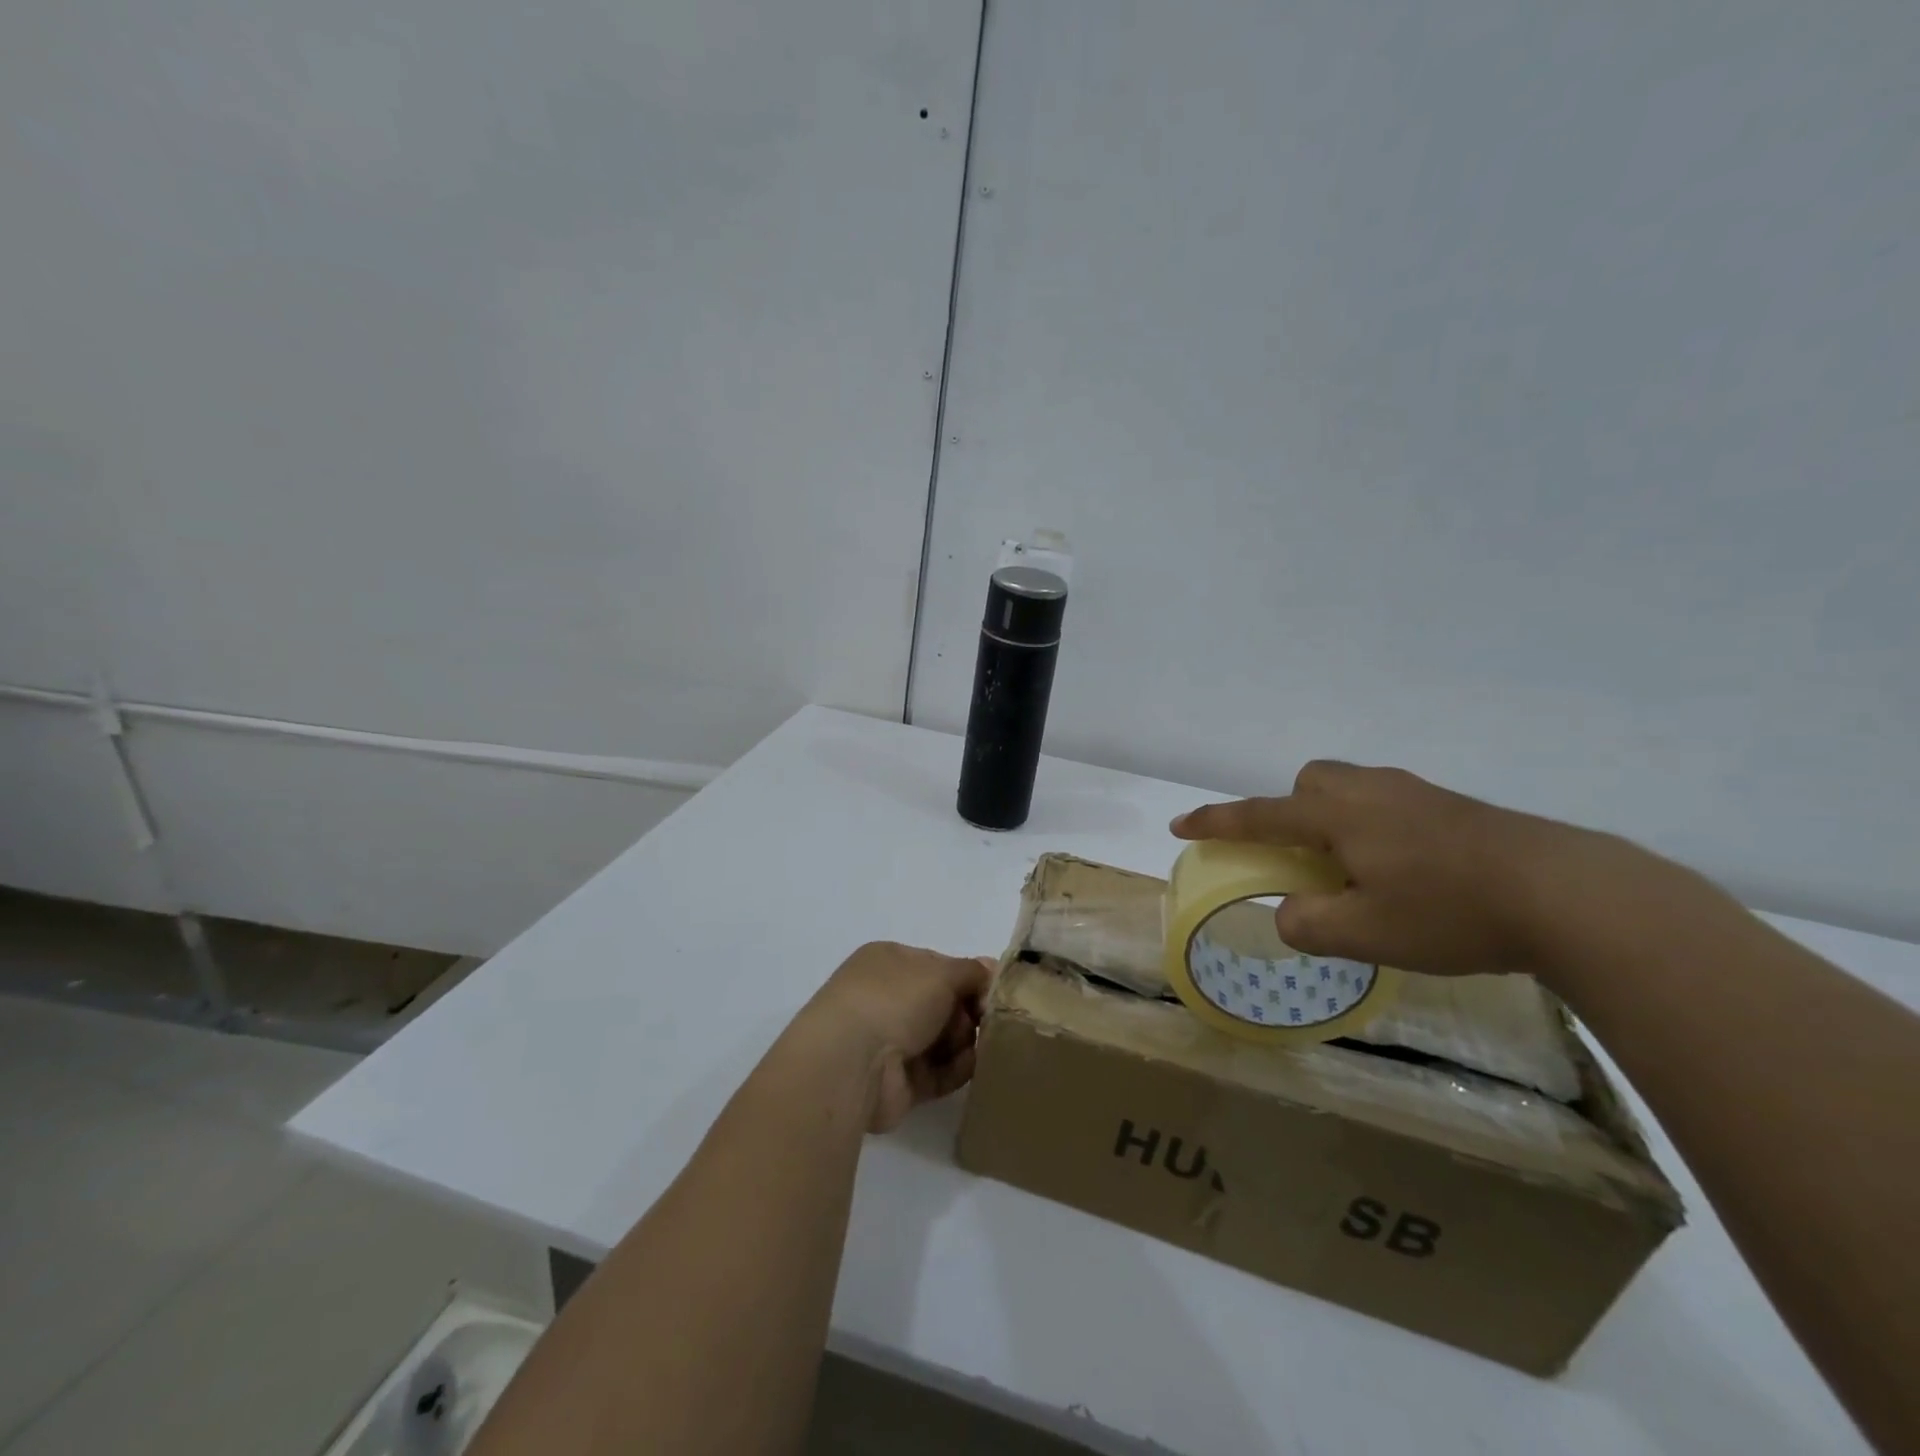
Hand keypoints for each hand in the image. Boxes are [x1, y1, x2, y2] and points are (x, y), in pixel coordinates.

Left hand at [798, 943, 992, 1133]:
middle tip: (984, 1021)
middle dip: (968, 1013)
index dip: (968, 978)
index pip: (938, 966)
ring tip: (971, 1046)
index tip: (992, 992)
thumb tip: (992, 969)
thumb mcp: (941, 973)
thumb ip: (971, 972)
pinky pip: (938, 1072)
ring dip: (964, 1042)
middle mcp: (886, 998)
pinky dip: (956, 1070)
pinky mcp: (898, 1083)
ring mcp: (890, 1042)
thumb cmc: (894, 1000)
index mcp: (889, 963)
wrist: (851, 1063)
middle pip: (944, 1004)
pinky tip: (968, 1066)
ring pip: (944, 1039)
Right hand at [1171, 761, 1632, 978]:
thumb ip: (1307, 924)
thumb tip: (1292, 913)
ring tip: (1359, 872)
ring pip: (1354, 790)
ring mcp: (1417, 794)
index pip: (1260, 816)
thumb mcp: (1364, 934)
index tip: (1182, 825)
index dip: (1217, 823)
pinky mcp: (1456, 808)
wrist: (1567, 894)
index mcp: (1337, 816)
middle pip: (1311, 781)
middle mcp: (1371, 792)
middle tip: (1307, 857)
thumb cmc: (1449, 911)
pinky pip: (1392, 805)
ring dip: (1337, 820)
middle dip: (1293, 810)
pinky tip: (1411, 873)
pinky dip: (1378, 830)